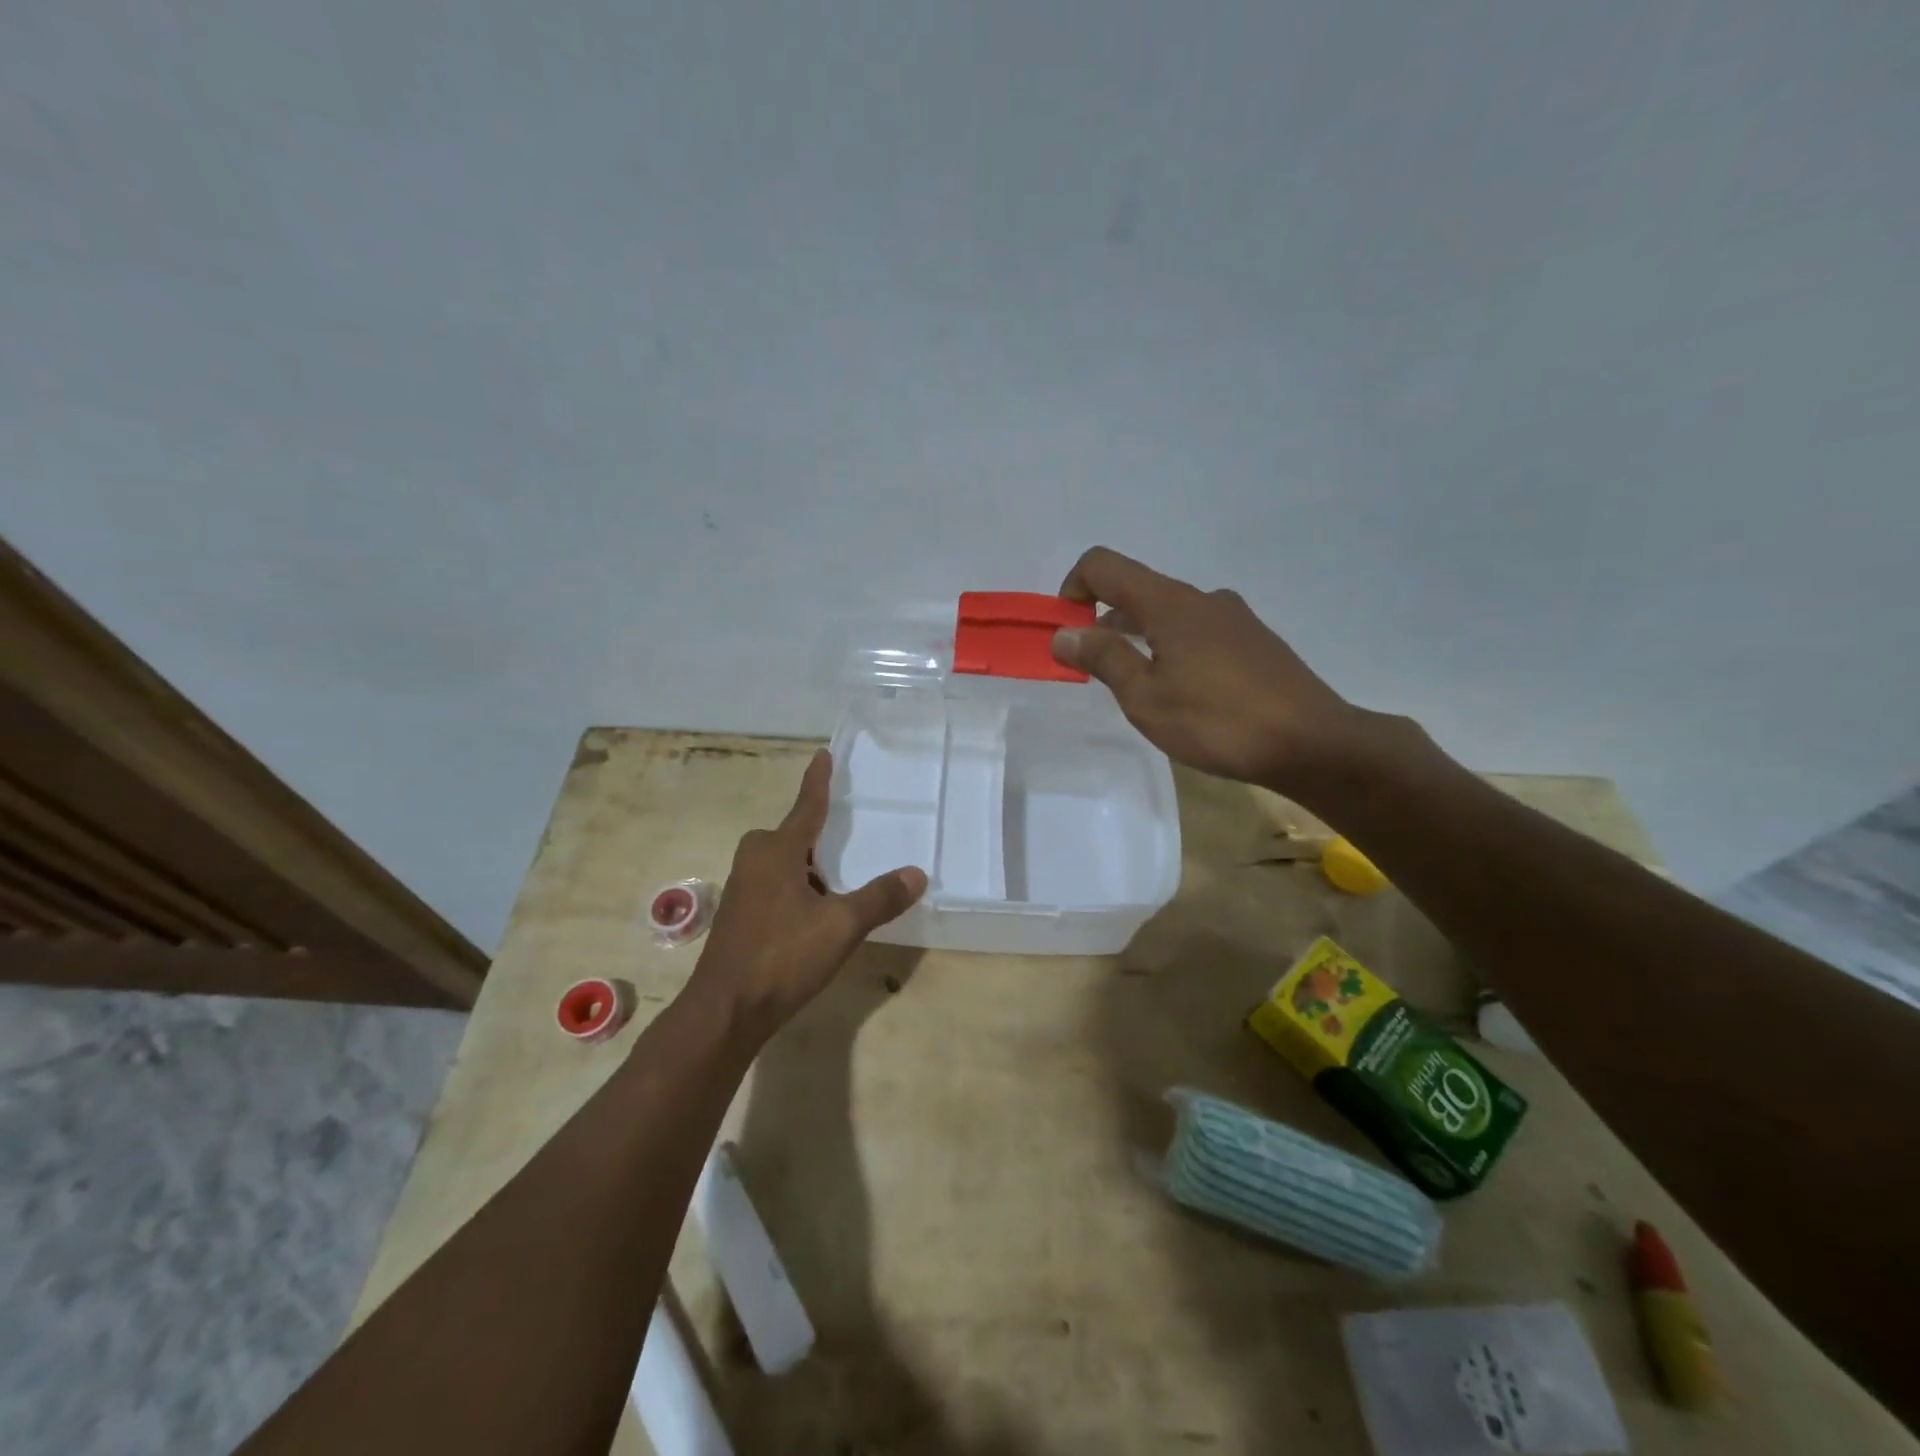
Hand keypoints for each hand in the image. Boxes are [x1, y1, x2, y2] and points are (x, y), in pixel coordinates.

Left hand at [690, 749, 926, 1041]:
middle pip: (789, 836)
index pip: (806, 807)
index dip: (818, 781)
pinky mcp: (737, 917)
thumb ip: (880, 898)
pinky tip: (812, 918)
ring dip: (806, 868)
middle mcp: (754, 862)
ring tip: (837, 888)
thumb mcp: (842, 926)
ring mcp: (741, 890)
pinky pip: (771, 886)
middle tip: (845, 844)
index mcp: (777, 852)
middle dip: (814, 837)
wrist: (725, 1011)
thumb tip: (917, 874)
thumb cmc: (783, 957)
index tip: (823, 755)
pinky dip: (794, 890)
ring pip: (779, 864)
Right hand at [1050, 546, 1367, 795]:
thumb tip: (1063, 633)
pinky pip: (1198, 631)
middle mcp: (1202, 598)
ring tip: (1136, 685)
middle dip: (1103, 619)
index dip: (1073, 587)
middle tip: (1092, 667)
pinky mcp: (1254, 642)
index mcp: (1169, 603)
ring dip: (1139, 636)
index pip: (1104, 565)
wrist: (1311, 744)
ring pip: (1169, 613)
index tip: (1066, 629)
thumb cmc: (1217, 721)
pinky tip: (1182, 693)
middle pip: (1137, 589)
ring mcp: (1234, 618)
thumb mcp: (1146, 697)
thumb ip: (1103, 659)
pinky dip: (1172, 647)